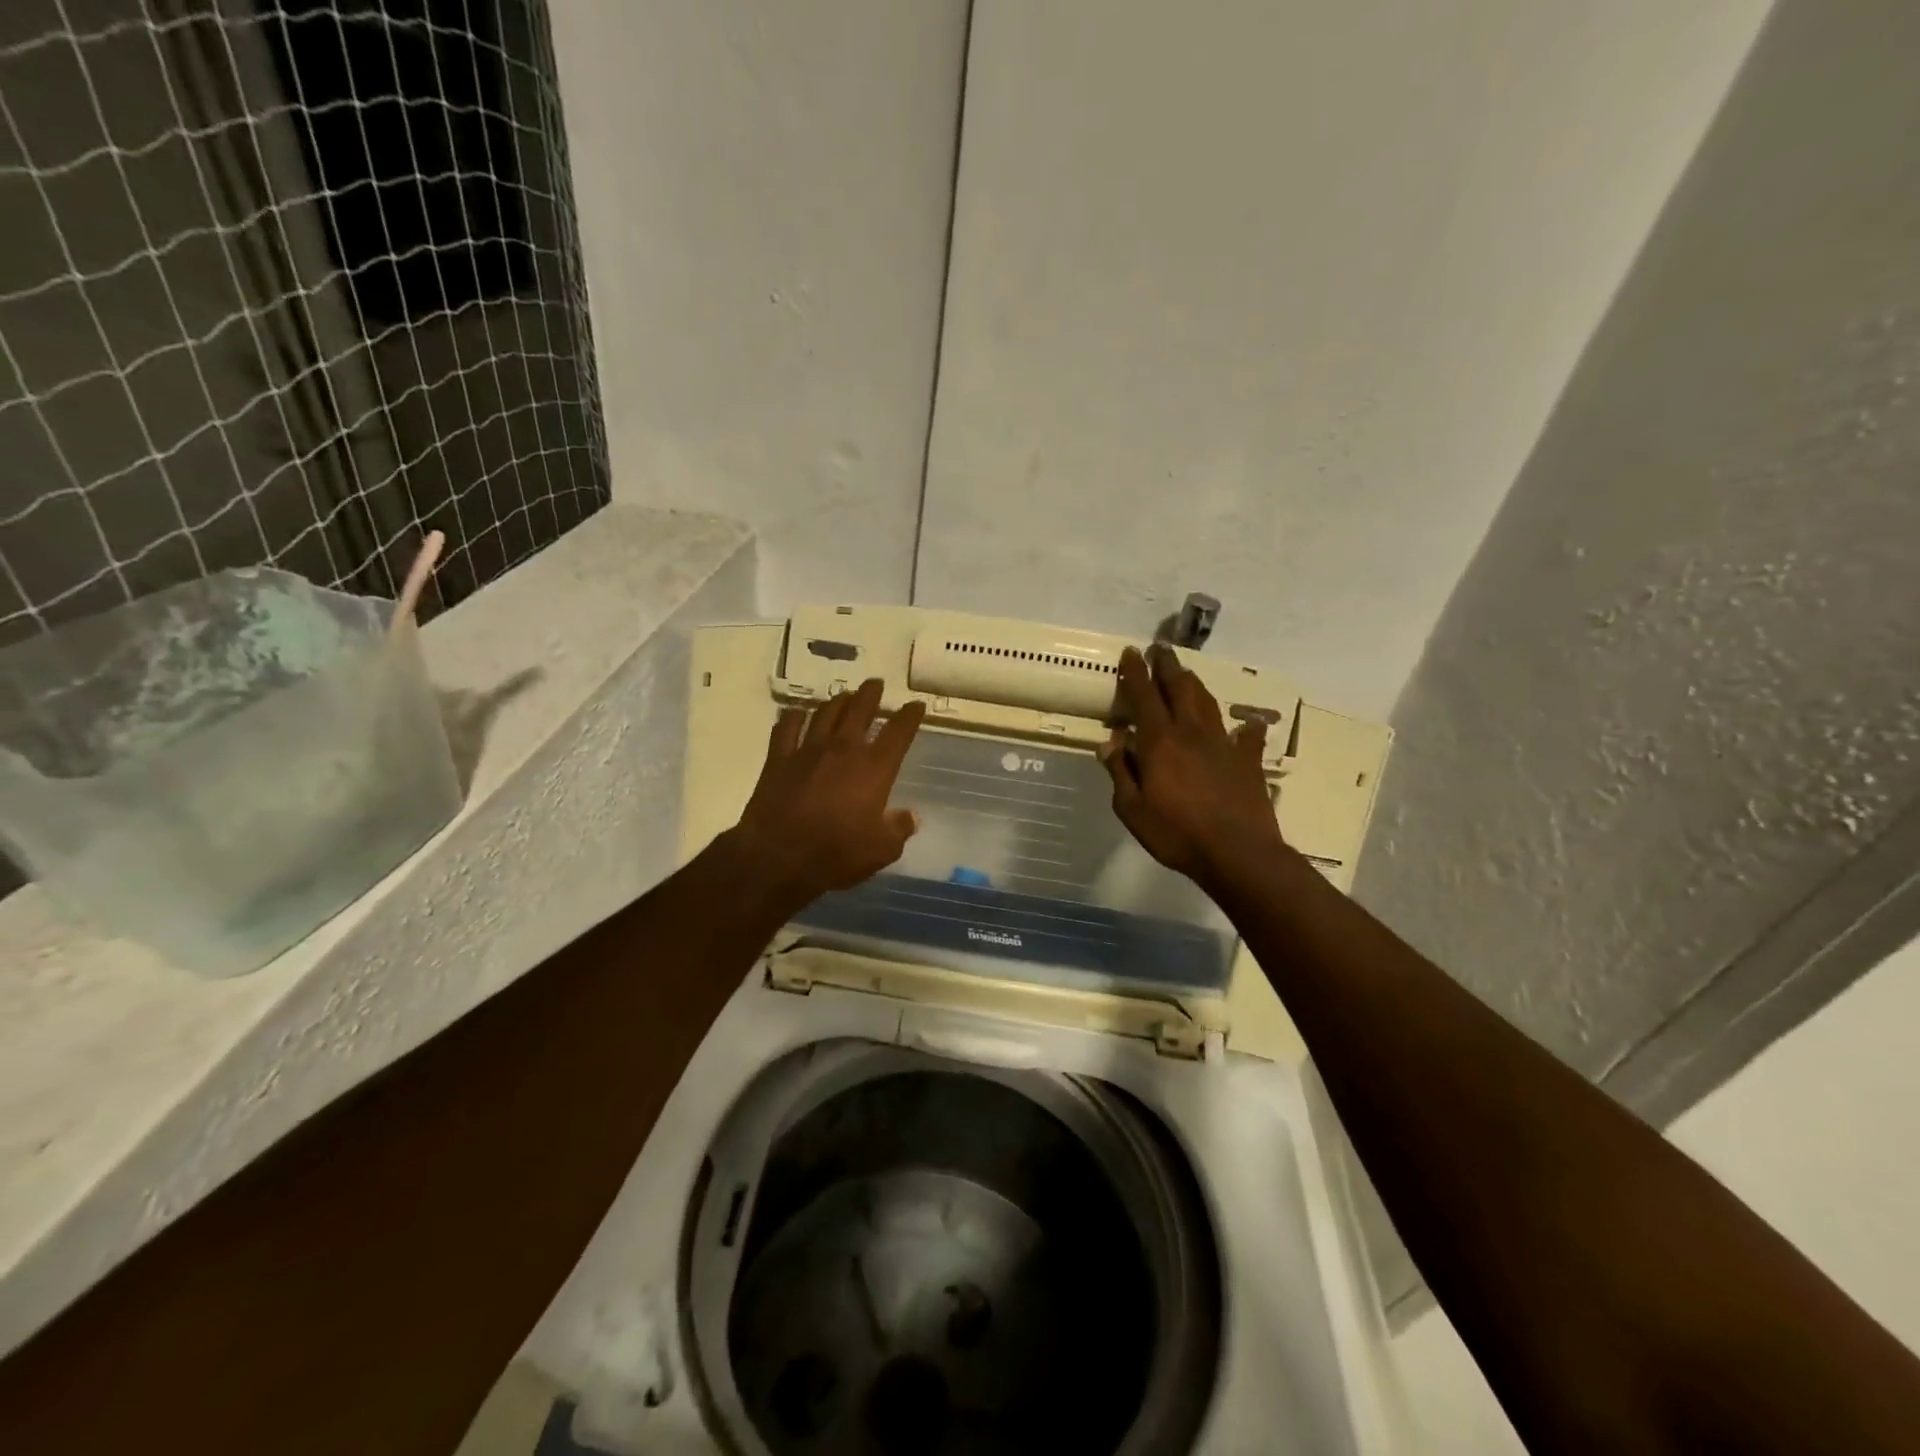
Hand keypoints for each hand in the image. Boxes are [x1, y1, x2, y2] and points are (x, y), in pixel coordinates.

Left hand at [730, 678, 925, 905]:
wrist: (778, 857)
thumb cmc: (836, 854)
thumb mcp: (882, 850)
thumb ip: (899, 829)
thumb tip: (910, 816)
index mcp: (874, 768)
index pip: (898, 732)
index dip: (910, 716)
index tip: (917, 705)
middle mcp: (843, 749)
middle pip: (860, 709)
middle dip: (871, 694)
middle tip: (876, 684)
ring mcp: (808, 750)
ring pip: (825, 712)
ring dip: (838, 701)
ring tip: (845, 695)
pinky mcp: (779, 758)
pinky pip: (787, 727)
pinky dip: (794, 716)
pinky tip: (798, 713)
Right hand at [1098, 644, 1282, 888]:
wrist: (1237, 853)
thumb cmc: (1176, 833)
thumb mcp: (1132, 810)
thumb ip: (1120, 773)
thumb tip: (1109, 743)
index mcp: (1159, 742)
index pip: (1144, 697)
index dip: (1135, 673)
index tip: (1131, 653)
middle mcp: (1190, 732)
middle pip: (1179, 689)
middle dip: (1167, 666)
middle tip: (1160, 649)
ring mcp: (1223, 744)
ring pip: (1207, 703)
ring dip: (1195, 684)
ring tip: (1187, 673)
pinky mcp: (1247, 760)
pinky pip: (1246, 736)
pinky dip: (1245, 726)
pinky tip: (1247, 722)